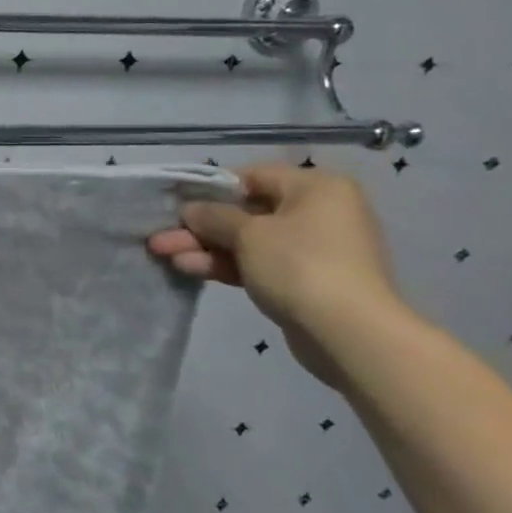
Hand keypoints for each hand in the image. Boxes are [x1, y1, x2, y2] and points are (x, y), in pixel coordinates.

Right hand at [147, 164, 403, 388]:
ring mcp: (312, 250)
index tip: (177, 203)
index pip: (252, 176)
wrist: (351, 335)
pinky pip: (258, 264)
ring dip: (205, 247)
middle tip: (161, 236)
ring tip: (163, 254)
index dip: (210, 189)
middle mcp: (318, 213)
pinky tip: (188, 268)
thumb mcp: (248, 233)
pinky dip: (225, 265)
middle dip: (200, 227)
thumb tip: (190, 209)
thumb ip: (213, 216)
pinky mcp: (304, 282)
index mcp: (316, 188)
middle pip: (246, 213)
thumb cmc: (300, 265)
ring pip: (247, 242)